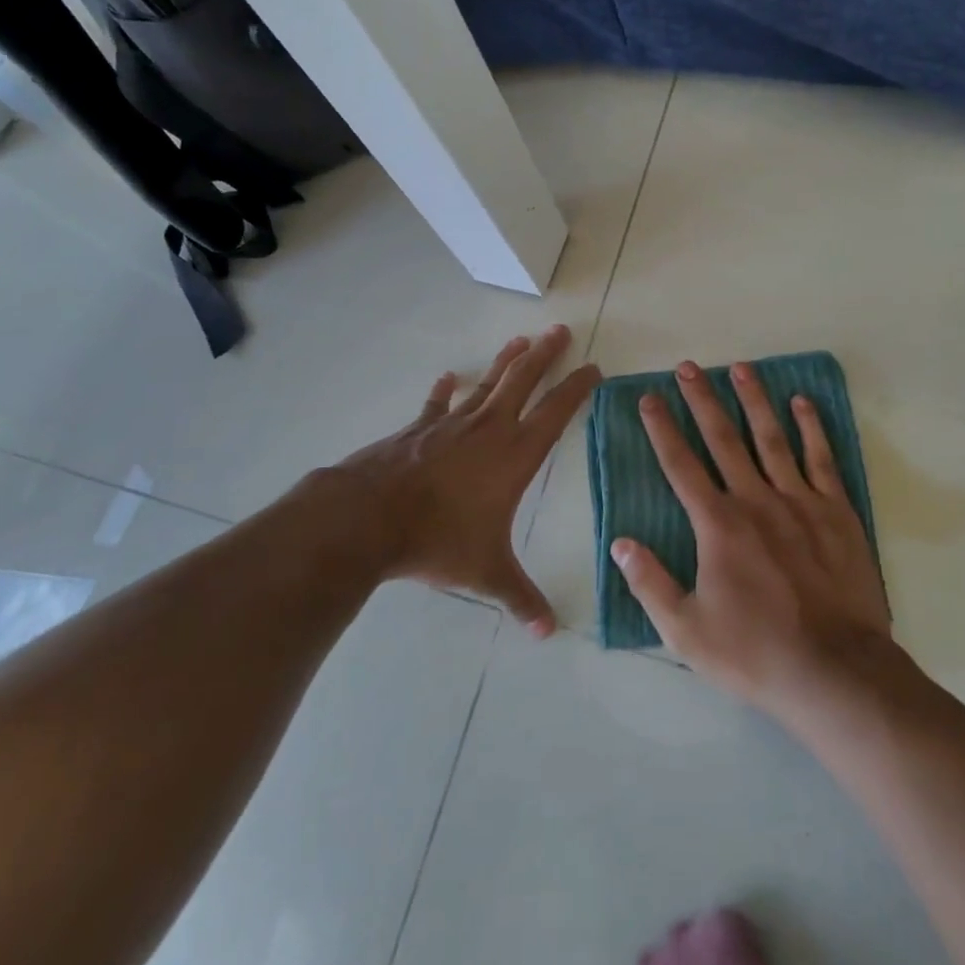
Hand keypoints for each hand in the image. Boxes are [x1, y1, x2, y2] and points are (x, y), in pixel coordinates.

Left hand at [319, 325, 599, 636]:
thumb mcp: (485, 572)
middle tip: (560, 331)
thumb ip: (519, 598)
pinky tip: (448, 377)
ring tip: (522, 340)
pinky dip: (444, 391)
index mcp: (515, 455)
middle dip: (545, 355)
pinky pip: (437, 404)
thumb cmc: (438, 539)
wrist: (370, 518)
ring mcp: (451, 425)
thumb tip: (548, 633)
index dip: (577, 388)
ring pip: (487, 384)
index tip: (594, 368)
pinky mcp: (417, 429)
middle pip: (524, 381)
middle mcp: (489, 430)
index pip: (557, 412)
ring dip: (506, 361)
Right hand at [612, 360, 891, 721]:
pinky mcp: (837, 512)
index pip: (681, 466)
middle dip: (702, 400)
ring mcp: (800, 501)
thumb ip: (650, 583)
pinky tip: (801, 402)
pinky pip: (821, 459)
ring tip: (740, 368)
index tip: (648, 398)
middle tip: (688, 366)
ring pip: (771, 438)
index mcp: (718, 525)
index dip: (661, 430)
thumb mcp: (686, 631)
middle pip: (723, 439)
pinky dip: (811, 428)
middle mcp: (755, 500)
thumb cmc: (755, 653)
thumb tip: (620, 542)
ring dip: (753, 400)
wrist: (836, 671)